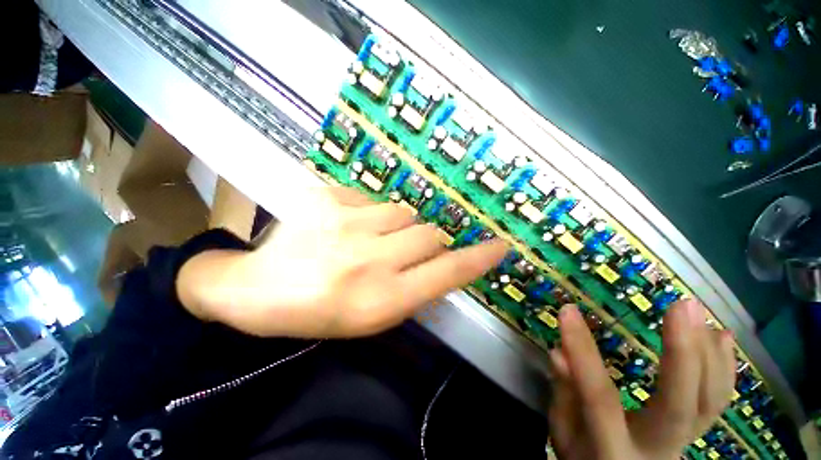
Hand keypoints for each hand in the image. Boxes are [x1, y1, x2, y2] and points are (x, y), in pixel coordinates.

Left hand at [177, 186, 506, 337]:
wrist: (258, 290)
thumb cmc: (320, 311)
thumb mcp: (372, 316)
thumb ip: (414, 288)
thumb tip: (441, 260)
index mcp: (382, 299)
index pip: (447, 273)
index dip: (477, 258)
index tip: (499, 245)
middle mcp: (370, 260)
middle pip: (429, 234)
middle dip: (424, 241)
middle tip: (401, 250)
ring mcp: (347, 223)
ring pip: (403, 212)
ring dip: (397, 226)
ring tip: (369, 238)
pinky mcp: (328, 198)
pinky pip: (372, 199)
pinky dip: (369, 212)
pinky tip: (346, 226)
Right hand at [548, 300, 735, 459]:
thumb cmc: (585, 459)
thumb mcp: (564, 433)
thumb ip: (564, 395)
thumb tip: (559, 353)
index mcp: (613, 451)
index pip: (599, 398)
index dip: (583, 352)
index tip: (568, 310)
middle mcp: (658, 450)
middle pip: (678, 408)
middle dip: (683, 354)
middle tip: (681, 307)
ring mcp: (684, 443)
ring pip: (709, 403)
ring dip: (709, 354)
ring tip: (697, 312)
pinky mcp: (696, 432)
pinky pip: (718, 402)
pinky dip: (723, 368)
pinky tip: (720, 338)